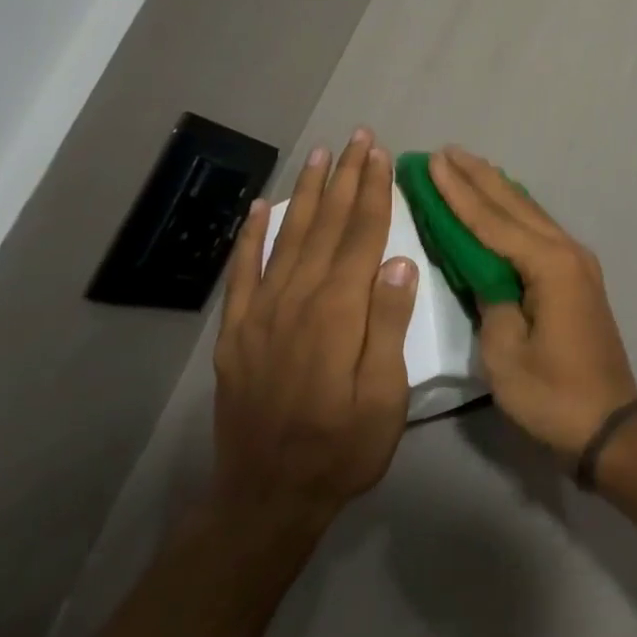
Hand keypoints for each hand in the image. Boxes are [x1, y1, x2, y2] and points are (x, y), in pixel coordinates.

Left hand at [212, 129, 418, 537]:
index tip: (380, 154)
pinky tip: (260, 208)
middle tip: (358, 138)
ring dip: (306, 193)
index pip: (360, 237)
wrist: (265, 499)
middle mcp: (296, 300)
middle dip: (345, 179)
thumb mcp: (384, 397)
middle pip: (327, 226)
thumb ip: (388, 325)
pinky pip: (243, 272)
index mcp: (337, 312)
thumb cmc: (342, 449)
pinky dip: (251, 236)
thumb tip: (400, 262)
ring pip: (288, 237)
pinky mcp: (237, 332)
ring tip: (321, 156)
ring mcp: (260, 314)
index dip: (372, 192)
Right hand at [429, 147, 636, 457]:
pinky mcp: (577, 277)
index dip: (458, 192)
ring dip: (497, 189)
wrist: (609, 423)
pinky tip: (504, 203)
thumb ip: (492, 302)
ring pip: (530, 213)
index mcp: (549, 265)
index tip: (432, 162)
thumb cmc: (553, 395)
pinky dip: (514, 211)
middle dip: (478, 178)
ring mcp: (576, 263)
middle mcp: (566, 251)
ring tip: (468, 165)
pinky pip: (539, 230)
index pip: (492, 221)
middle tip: (446, 151)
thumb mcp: (507, 355)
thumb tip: (485, 273)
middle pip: (514, 206)